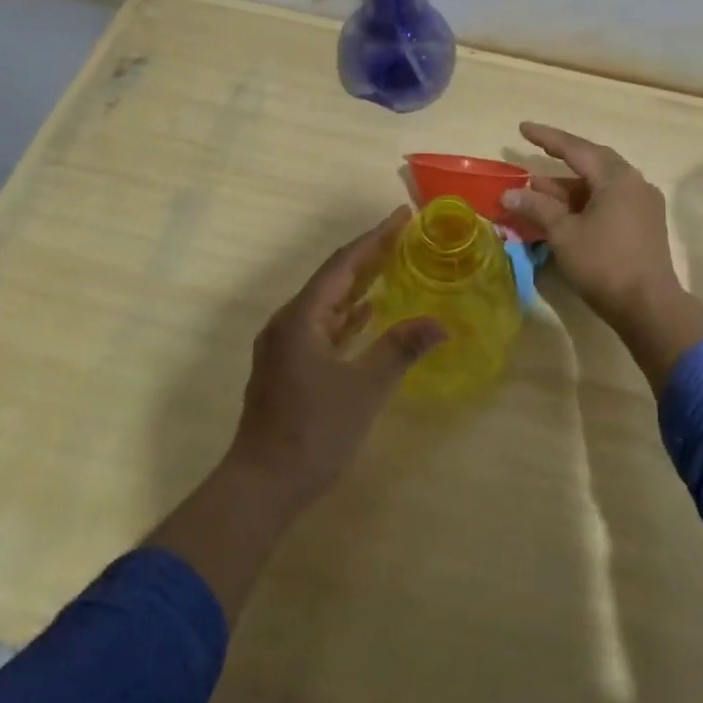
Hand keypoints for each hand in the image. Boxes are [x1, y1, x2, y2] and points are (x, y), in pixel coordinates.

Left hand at [226, 208, 444, 509]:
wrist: (262, 485)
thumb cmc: (314, 431)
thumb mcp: (364, 388)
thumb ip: (400, 349)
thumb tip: (440, 323)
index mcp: (301, 318)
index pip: (343, 264)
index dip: (375, 238)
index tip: (402, 216)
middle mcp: (288, 322)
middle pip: (333, 278)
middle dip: (369, 255)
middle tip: (404, 236)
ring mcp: (285, 346)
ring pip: (328, 303)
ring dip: (359, 284)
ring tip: (393, 265)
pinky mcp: (289, 367)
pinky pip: (323, 326)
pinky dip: (348, 315)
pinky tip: (368, 313)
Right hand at [503, 123, 702, 391]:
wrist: (649, 306)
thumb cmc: (604, 263)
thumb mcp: (564, 233)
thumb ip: (537, 208)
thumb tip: (510, 194)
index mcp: (617, 177)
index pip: (576, 148)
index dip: (547, 138)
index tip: (523, 128)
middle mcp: (635, 183)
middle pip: (593, 163)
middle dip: (562, 159)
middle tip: (536, 152)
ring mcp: (643, 204)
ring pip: (601, 185)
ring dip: (570, 187)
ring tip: (539, 193)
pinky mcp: (645, 225)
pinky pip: (610, 202)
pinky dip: (585, 202)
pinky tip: (565, 213)